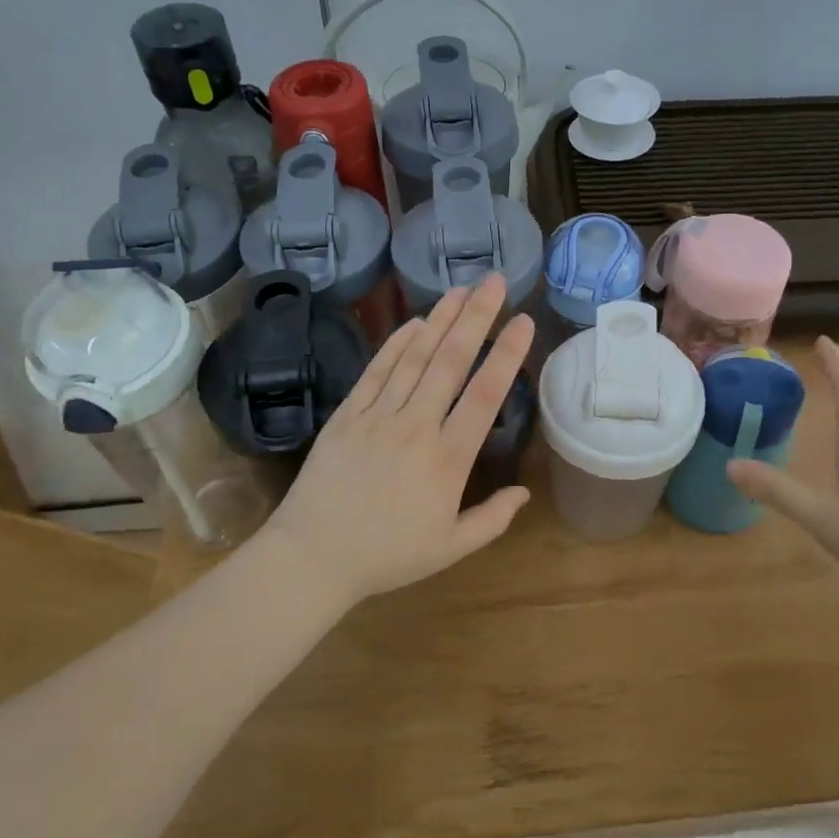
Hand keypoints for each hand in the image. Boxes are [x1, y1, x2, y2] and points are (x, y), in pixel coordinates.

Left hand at [260, 275, 534, 609]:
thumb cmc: (387, 556)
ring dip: (440, 320)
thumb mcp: (450, 548)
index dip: (508, 354)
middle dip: (476, 317)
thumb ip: (492, 519)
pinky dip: (396, 344)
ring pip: (414, 357)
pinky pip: (376, 372)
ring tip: (460, 289)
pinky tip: (414, 322)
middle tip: (495, 281)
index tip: (524, 321)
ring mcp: (378, 416)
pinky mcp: (347, 415)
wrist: (313, 556)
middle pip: (451, 362)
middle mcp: (416, 426)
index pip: (485, 395)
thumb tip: (525, 492)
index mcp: (448, 460)